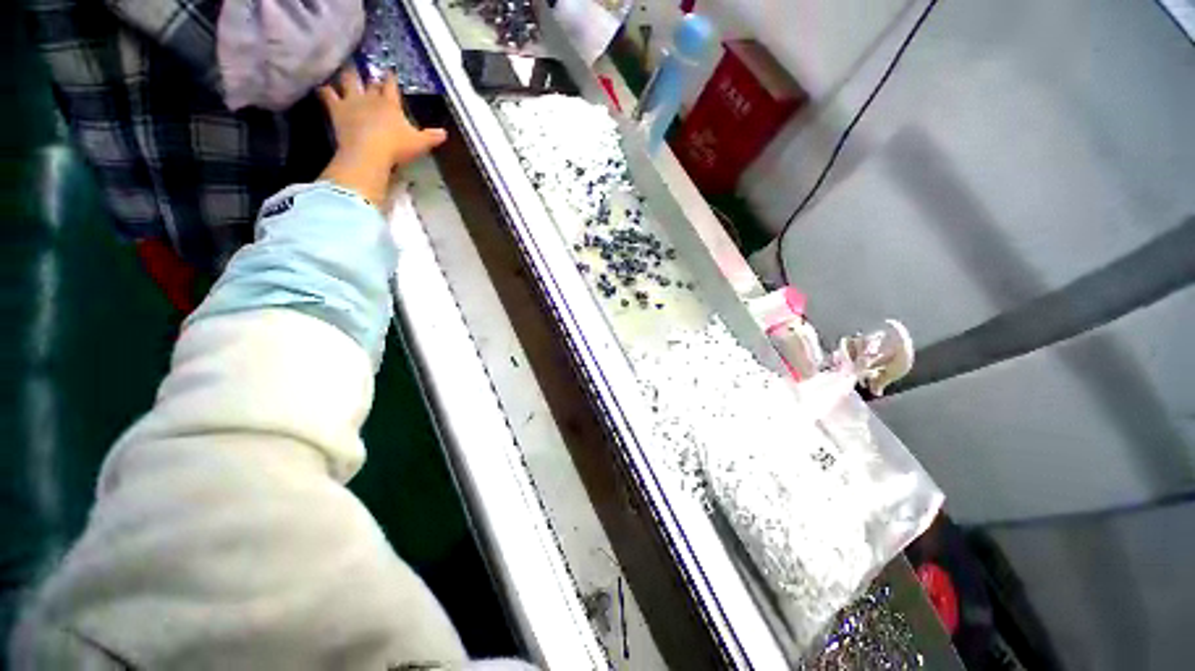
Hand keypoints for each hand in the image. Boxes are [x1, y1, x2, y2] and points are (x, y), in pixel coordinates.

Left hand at [317, 68, 446, 205]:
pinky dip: (324, 89)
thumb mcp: (419, 144)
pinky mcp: (336, 110)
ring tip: (345, 71)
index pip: (391, 86)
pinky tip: (321, 86)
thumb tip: (445, 134)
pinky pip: (327, 94)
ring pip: (348, 81)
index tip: (390, 71)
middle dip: (369, 75)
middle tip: (367, 69)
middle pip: (369, 81)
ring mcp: (352, 102)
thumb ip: (431, 137)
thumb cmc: (396, 147)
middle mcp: (370, 98)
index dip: (391, 78)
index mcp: (390, 104)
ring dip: (347, 75)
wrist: (369, 152)